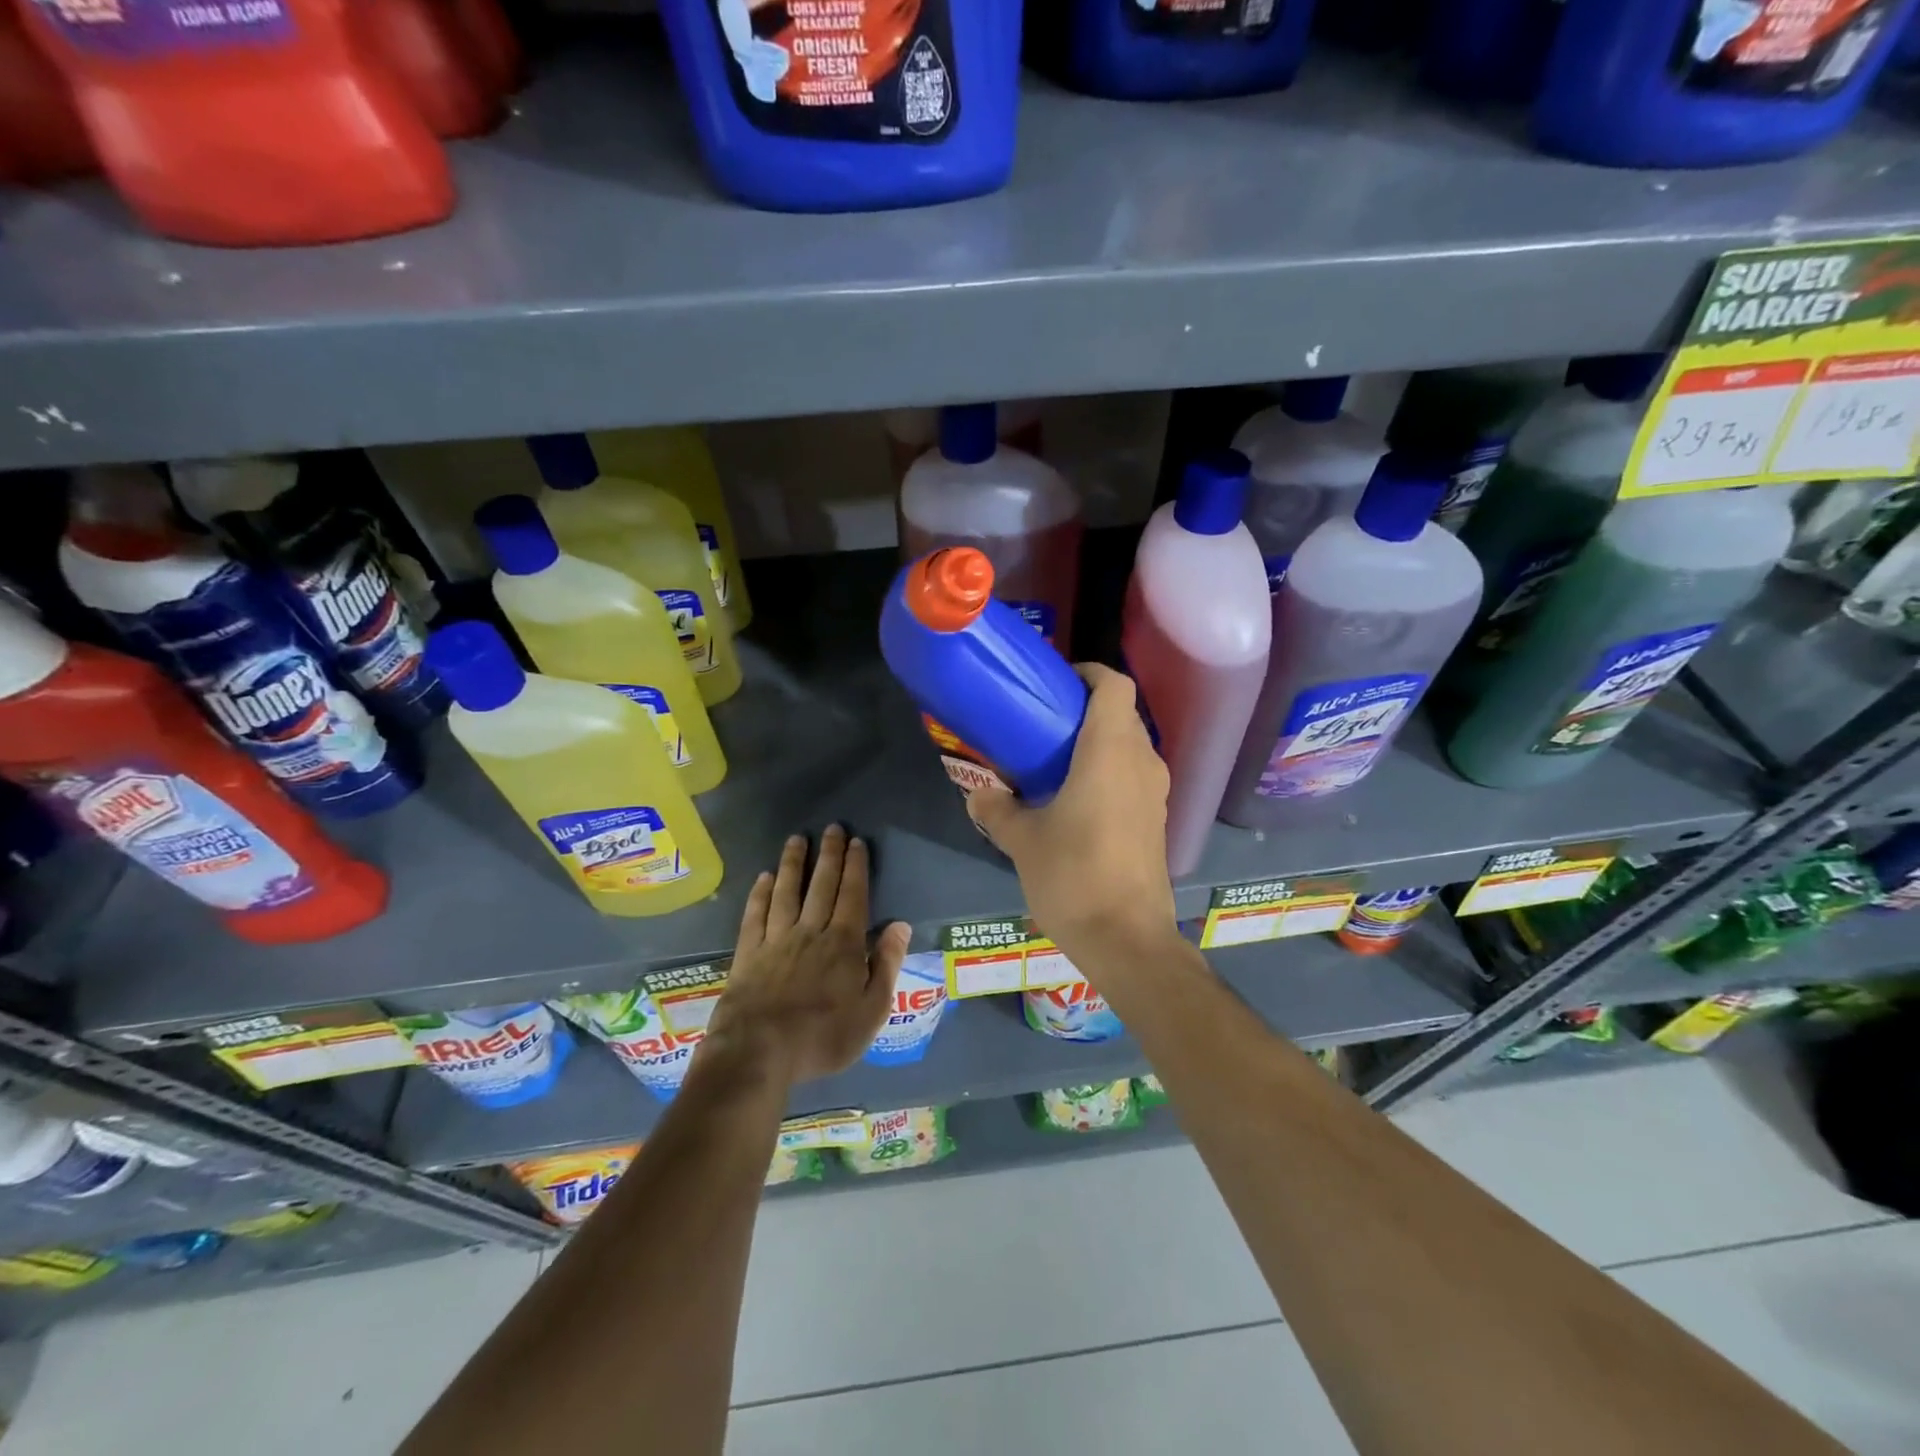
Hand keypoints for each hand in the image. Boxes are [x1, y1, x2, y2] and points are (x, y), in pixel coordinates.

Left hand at [700, 825, 910, 1087]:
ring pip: (787, 892)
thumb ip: (886, 965)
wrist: (759, 1052)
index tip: (856, 842)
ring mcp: (776, 940)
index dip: (856, 867)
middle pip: (822, 885)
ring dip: (794, 863)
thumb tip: (900, 925)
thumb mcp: (871, 1010)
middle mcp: (811, 931)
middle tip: (832, 828)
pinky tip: (764, 877)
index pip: (853, 895)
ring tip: (797, 839)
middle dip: (829, 855)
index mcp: (844, 944)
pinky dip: (761, 893)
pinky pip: (755, 914)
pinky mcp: (748, 953)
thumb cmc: (823, 1037)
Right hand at [967, 664, 1177, 957]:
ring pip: (1131, 746)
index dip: (1088, 673)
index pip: (1114, 685)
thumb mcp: (1023, 842)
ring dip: (1099, 743)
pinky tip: (1077, 799)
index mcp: (1110, 751)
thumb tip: (978, 795)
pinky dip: (1110, 771)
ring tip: (1056, 760)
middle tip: (1043, 723)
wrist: (1128, 940)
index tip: (1055, 683)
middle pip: (1122, 714)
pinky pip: (1134, 776)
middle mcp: (1142, 762)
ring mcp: (1155, 793)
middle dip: (1086, 710)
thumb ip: (997, 811)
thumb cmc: (1074, 877)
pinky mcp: (1157, 820)